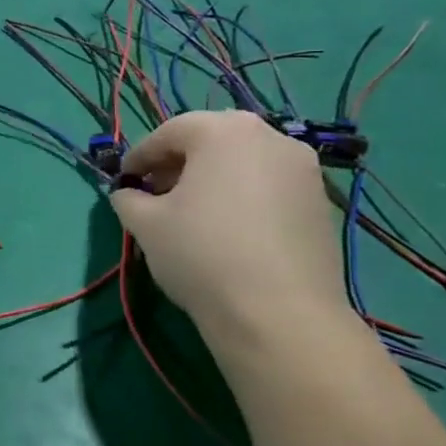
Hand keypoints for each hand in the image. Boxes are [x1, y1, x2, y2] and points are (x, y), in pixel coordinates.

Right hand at [112, 111, 348, 344]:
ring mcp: (304, 169)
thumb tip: (129, 194)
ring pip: (243, 163)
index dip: (139, 157)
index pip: (168, 133)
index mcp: (223, 131)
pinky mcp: (321, 203)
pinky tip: (227, 230)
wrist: (279, 314)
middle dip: (178, 165)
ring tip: (191, 214)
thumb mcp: (145, 223)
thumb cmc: (201, 253)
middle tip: (155, 195)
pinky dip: (242, 197)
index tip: (124, 181)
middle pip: (210, 141)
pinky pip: (269, 186)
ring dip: (212, 180)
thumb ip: (128, 198)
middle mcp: (270, 137)